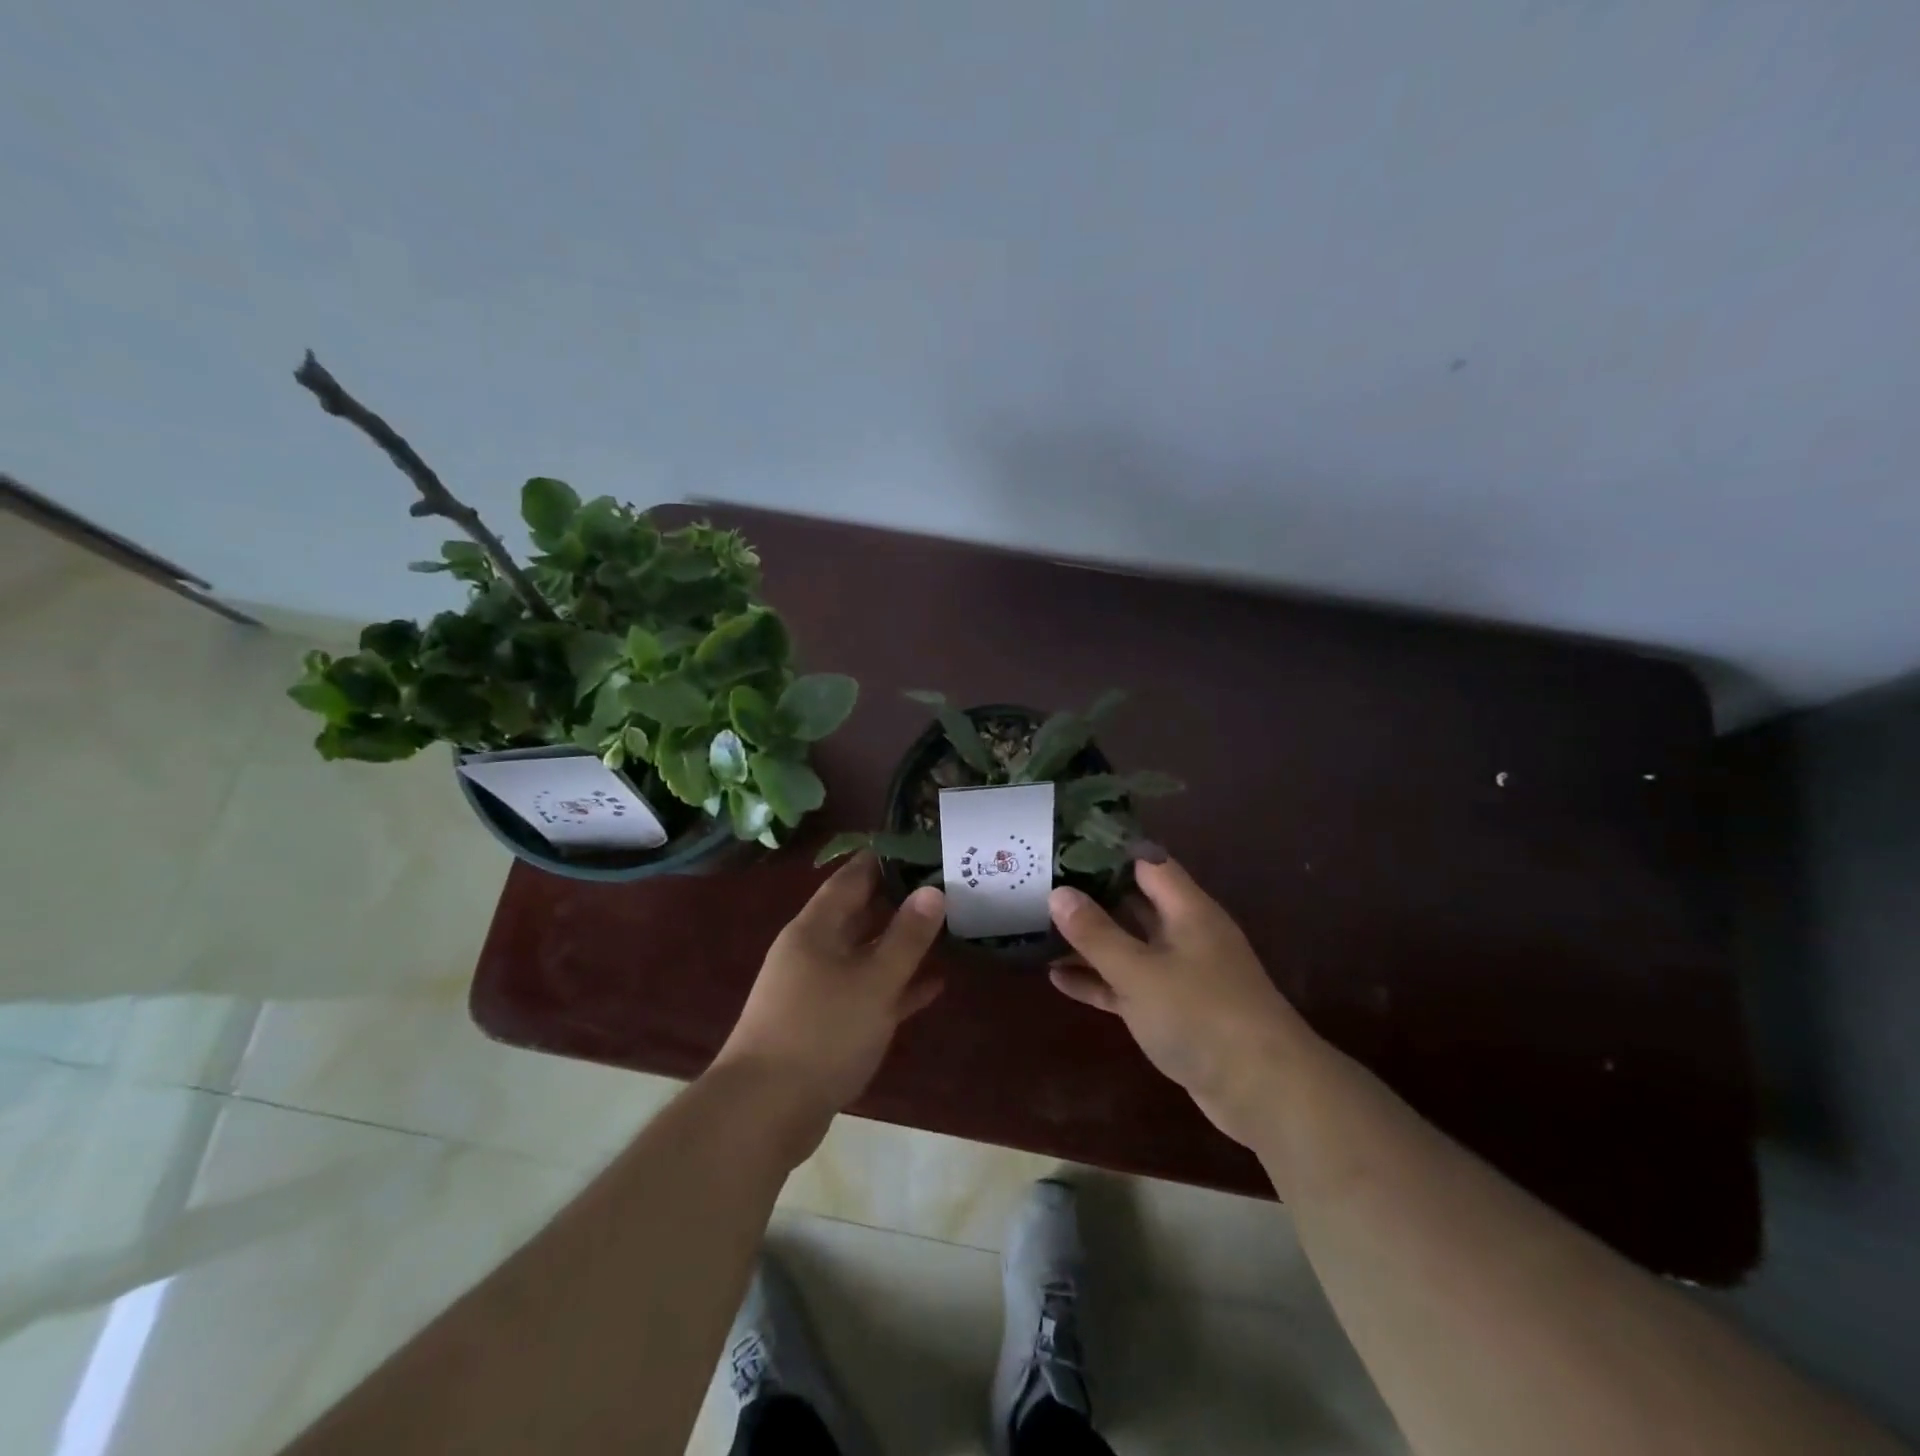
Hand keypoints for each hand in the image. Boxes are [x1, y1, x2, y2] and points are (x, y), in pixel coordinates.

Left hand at [714, 854, 945, 1148]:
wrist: (764, 1112)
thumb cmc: (821, 1032)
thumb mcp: (873, 981)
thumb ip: (906, 936)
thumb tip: (932, 890)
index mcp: (816, 928)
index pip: (852, 877)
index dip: (885, 859)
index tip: (923, 846)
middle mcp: (814, 951)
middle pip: (860, 914)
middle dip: (900, 900)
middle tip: (947, 886)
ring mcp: (818, 989)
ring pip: (867, 954)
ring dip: (902, 945)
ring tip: (948, 928)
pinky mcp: (826, 1025)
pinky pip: (868, 993)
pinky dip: (897, 987)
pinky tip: (934, 985)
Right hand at [1049, 858, 1313, 1149]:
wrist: (1263, 1091)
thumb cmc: (1201, 1015)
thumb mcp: (1139, 971)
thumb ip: (1096, 933)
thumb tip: (1058, 893)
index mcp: (1187, 910)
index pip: (1147, 863)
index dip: (1108, 852)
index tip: (1065, 844)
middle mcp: (1185, 934)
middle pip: (1134, 904)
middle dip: (1091, 896)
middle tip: (1041, 885)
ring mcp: (1180, 975)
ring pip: (1128, 947)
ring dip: (1089, 942)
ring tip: (1038, 930)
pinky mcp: (1174, 1012)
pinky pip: (1128, 986)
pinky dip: (1098, 981)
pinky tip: (1057, 979)